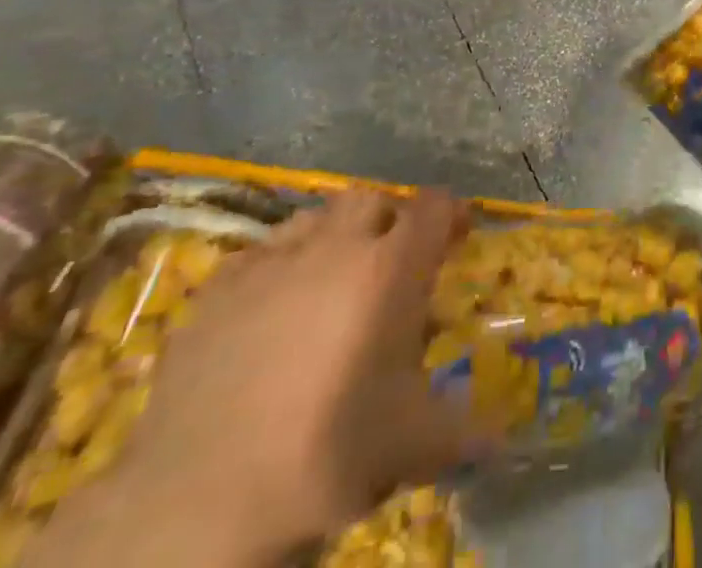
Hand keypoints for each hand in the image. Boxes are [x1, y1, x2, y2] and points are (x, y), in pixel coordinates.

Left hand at [89, 190, 489, 561]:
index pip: (434, 207)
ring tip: (334, 279)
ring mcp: (272, 261)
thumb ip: (465, 430)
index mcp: (391, 268)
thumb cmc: (327, 456)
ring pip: (316, 217)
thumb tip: (503, 436)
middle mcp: (336, 246)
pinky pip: (263, 252)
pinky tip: (274, 308)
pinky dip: (281, 266)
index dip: (450, 214)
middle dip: (390, 220)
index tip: (457, 234)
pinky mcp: (219, 287)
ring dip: (335, 236)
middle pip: (373, 200)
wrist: (199, 500)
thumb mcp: (413, 447)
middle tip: (394, 261)